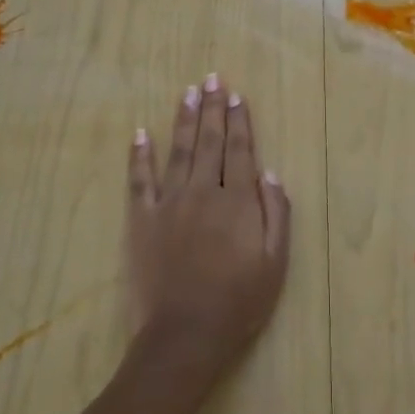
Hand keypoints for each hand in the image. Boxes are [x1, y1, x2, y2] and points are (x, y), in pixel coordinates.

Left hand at [125, 74, 291, 383]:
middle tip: (212, 78)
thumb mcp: (274, 263)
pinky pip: (139, 181)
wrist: (184, 334)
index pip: (240, 150)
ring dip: (184, 120)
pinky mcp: (142, 221)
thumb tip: (268, 174)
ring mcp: (169, 204)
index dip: (240, 121)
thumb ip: (275, 214)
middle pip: (210, 142)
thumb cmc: (238, 302)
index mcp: (237, 201)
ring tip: (188, 93)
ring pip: (178, 152)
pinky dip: (140, 156)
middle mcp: (203, 192)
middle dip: (212, 108)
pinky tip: (141, 133)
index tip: (236, 96)